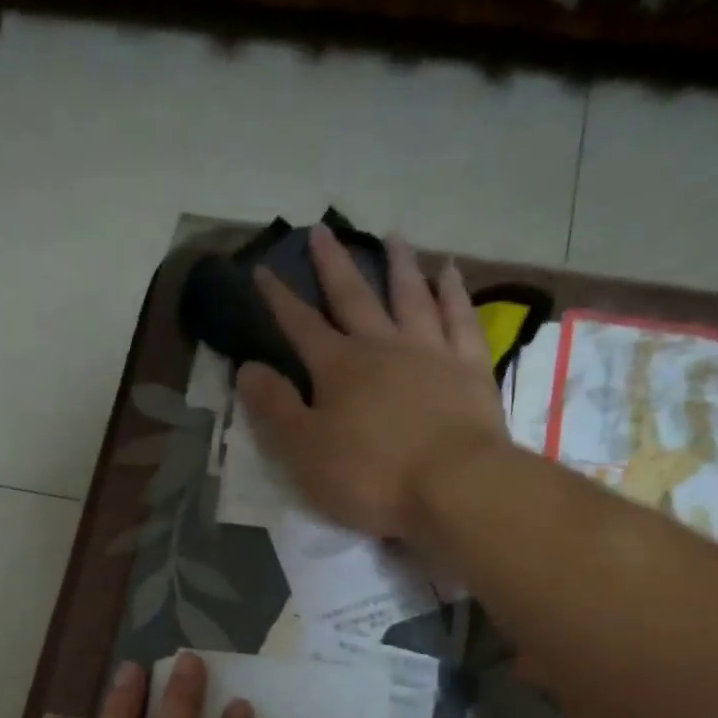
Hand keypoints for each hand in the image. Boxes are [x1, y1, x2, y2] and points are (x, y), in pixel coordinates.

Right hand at [236, 224, 507, 539]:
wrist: (454, 486)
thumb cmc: (371, 475)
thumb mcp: (305, 451)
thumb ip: (275, 407)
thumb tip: (246, 368)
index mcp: (339, 368)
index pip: (300, 326)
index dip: (279, 300)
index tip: (263, 271)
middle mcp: (383, 347)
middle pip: (354, 297)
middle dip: (333, 266)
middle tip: (322, 230)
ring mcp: (431, 352)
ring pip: (411, 296)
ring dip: (399, 265)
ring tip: (392, 236)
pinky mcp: (470, 368)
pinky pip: (460, 318)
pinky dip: (453, 292)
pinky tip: (450, 271)